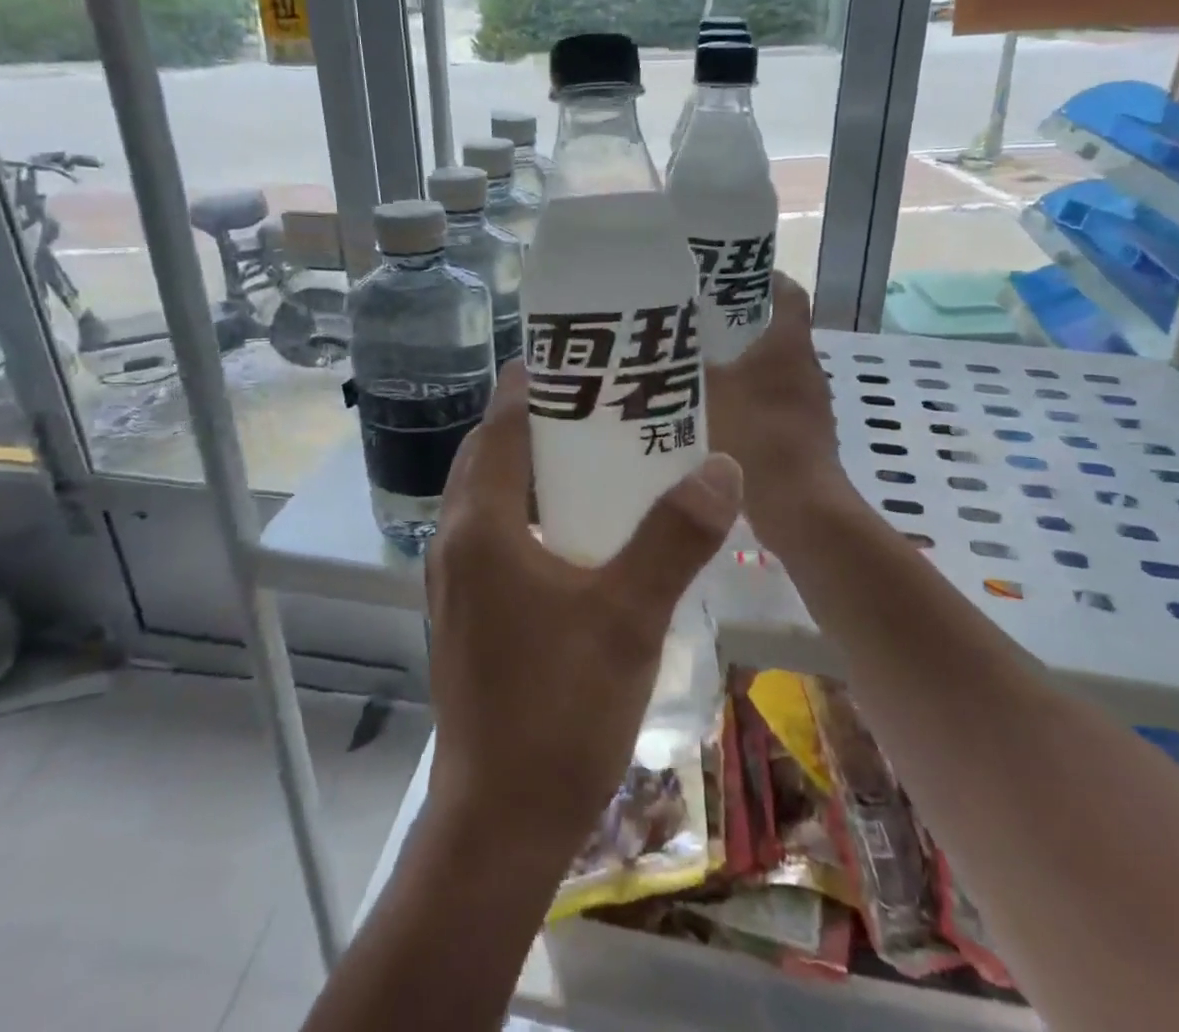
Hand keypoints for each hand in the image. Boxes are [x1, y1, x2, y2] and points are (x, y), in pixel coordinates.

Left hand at [424, 362, 741, 865]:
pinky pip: (497, 533)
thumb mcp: (628, 616)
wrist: (501, 823)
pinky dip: (532, 510)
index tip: (579, 357)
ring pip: (492, 495)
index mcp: (481, 525)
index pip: (499, 424)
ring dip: (534, 466)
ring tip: (598, 454)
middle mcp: (457, 540)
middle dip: (538, 420)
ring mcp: (456, 579)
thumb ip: (674, 538)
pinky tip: (584, 530)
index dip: (534, 383)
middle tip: (601, 402)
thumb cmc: (558, 711)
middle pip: (491, 453)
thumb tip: (721, 465)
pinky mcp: (468, 611)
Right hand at [706, 272, 857, 537]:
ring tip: (696, 364)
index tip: (728, 274)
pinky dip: (747, 399)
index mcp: (788, 345)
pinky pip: (771, 402)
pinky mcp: (803, 435)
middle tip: (695, 319)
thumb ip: (682, 367)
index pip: (787, 291)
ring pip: (772, 369)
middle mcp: (805, 367)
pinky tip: (712, 411)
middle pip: (775, 330)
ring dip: (741, 364)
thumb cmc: (756, 436)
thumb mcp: (706, 393)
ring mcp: (808, 404)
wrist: (799, 507)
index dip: (763, 276)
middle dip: (739, 322)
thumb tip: (655, 346)